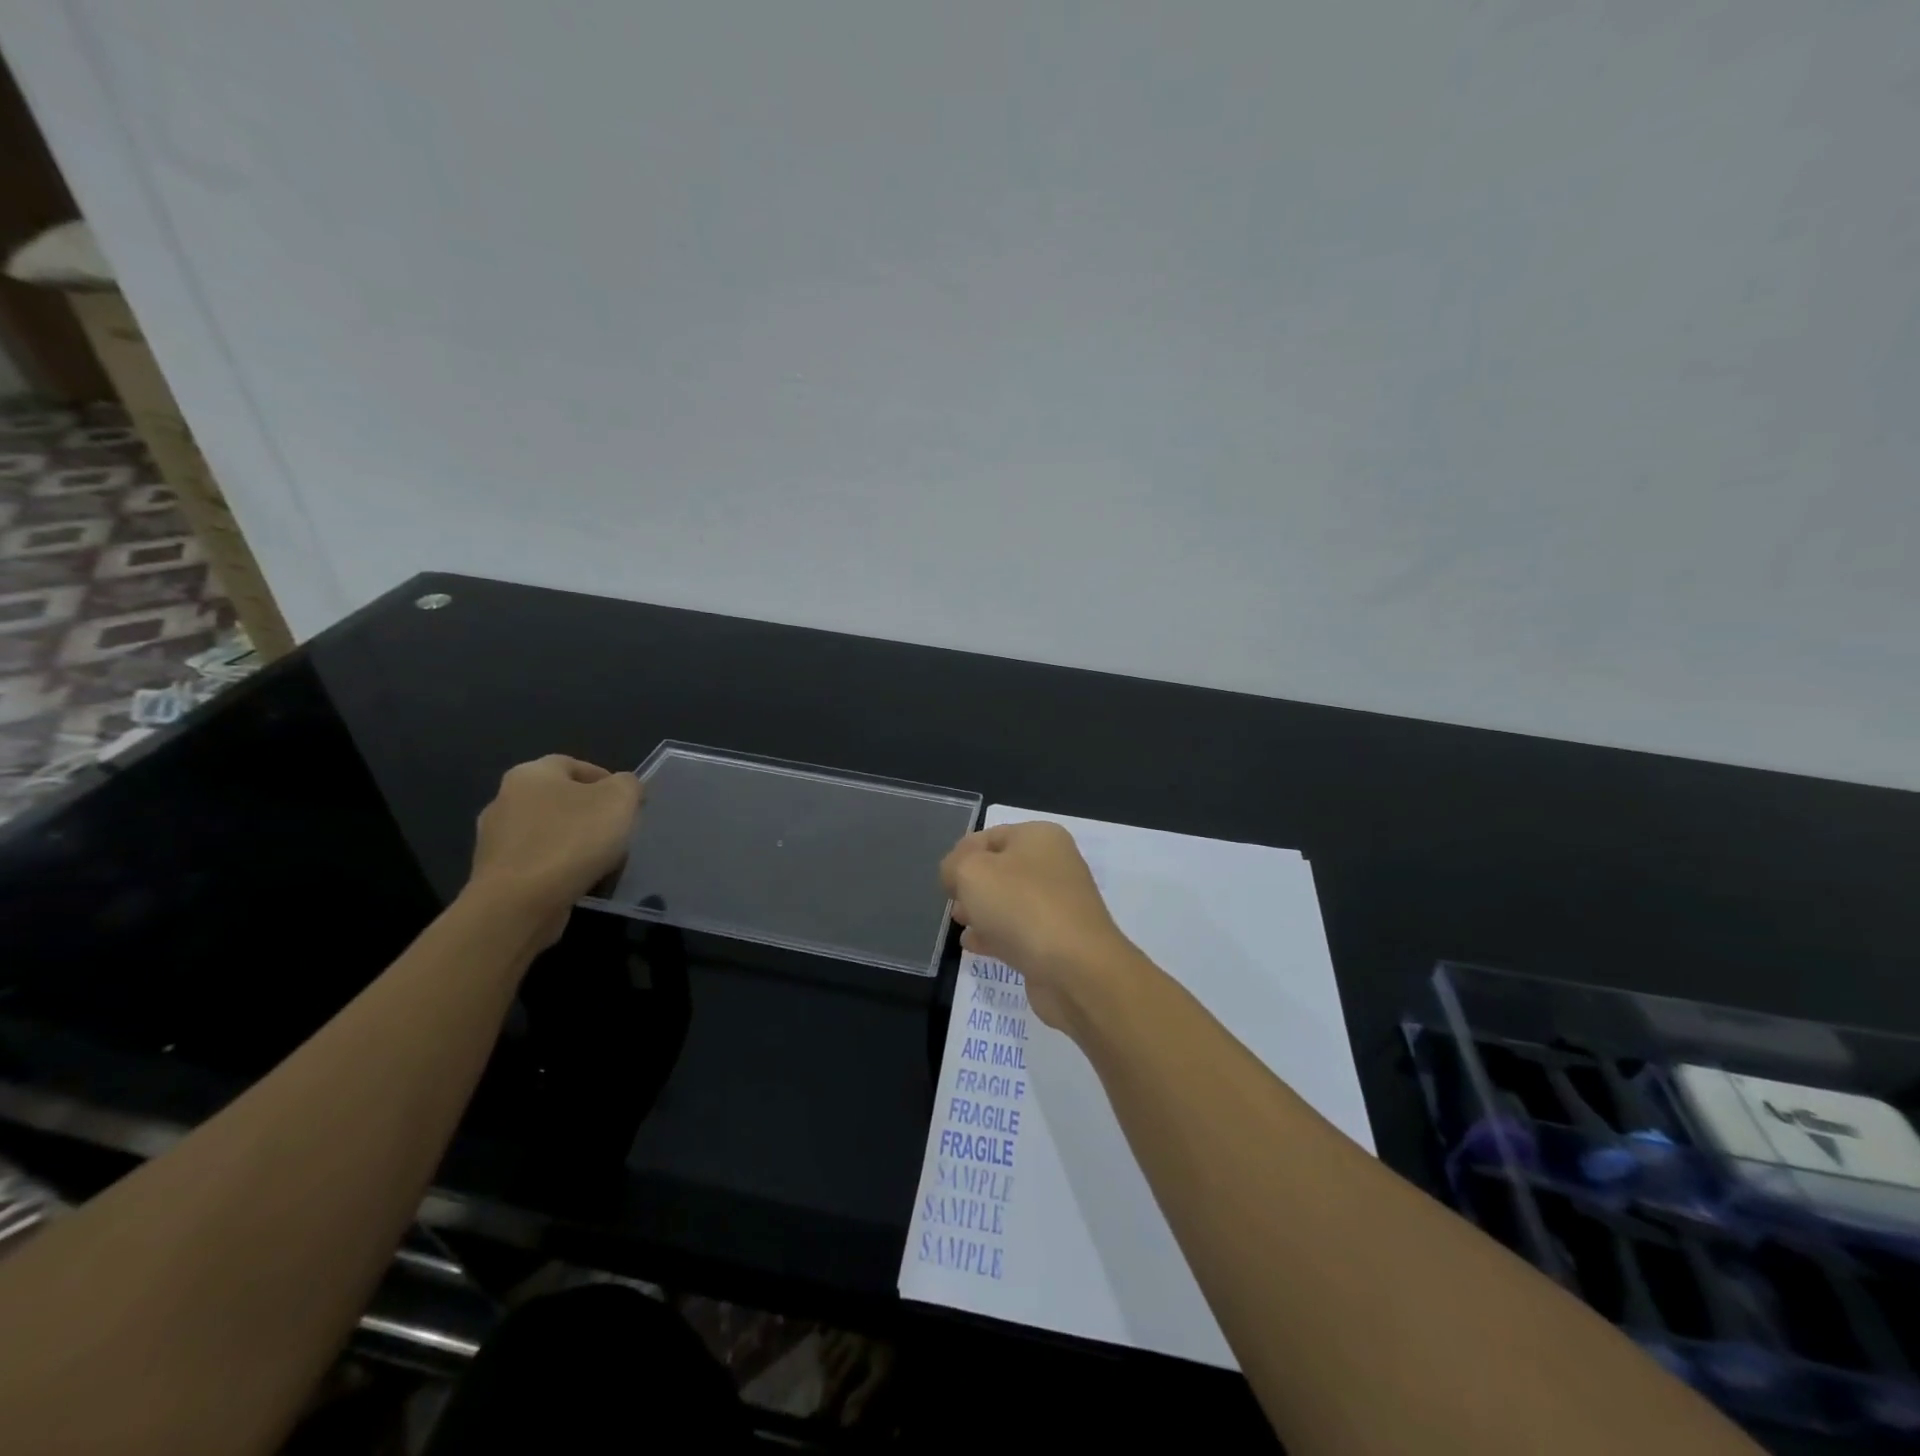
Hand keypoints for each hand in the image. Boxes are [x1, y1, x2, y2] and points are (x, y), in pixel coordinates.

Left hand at [468, 755, 642, 942]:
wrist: (518, 904)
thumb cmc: (572, 840)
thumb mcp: (620, 800)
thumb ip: (627, 784)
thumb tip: (623, 787)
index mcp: (531, 773)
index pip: (573, 764)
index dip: (606, 779)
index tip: (628, 803)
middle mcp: (505, 799)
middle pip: (559, 799)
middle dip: (589, 812)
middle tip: (617, 831)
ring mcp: (494, 839)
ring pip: (547, 831)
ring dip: (572, 841)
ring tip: (600, 860)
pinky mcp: (493, 874)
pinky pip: (535, 862)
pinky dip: (557, 867)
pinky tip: (576, 881)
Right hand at [940, 821, 1140, 1032]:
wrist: (1075, 969)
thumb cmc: (1021, 906)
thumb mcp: (971, 872)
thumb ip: (953, 865)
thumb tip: (955, 875)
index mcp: (1039, 837)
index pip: (989, 836)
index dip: (961, 855)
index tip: (944, 881)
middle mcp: (1054, 865)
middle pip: (1000, 869)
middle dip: (971, 885)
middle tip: (953, 904)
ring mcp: (1058, 904)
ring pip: (1009, 901)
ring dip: (982, 911)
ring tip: (960, 923)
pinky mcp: (1057, 940)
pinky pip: (1019, 931)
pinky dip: (996, 935)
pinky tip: (975, 945)